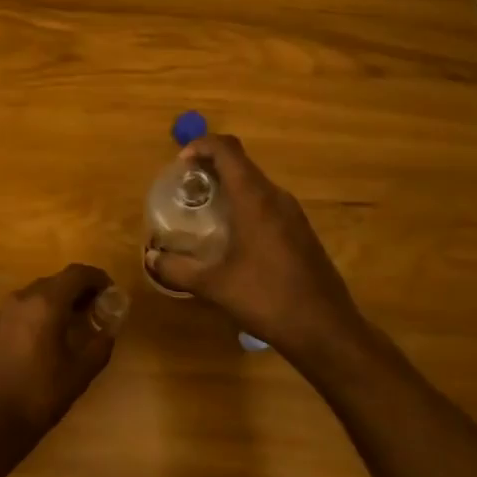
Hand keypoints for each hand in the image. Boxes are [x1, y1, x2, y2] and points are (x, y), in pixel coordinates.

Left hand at [0, 263, 116, 455]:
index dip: (98, 278)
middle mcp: (23, 297)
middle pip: (58, 280)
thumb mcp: (80, 371)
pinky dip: (44, 309)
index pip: (77, 274)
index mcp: (46, 303)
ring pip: (41, 292)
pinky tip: (53, 333)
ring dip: (62, 299)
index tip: (112, 292)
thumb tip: (112, 325)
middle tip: (99, 309)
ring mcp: (6, 310)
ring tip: (79, 321)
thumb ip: (101, 342)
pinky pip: (26, 306)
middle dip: (81, 289)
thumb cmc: (40, 395)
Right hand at [145, 134, 384, 368]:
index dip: (201, 146)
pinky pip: (268, 203)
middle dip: (210, 167)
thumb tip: (151, 258)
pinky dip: (245, 205)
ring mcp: (294, 214)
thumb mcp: (214, 286)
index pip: (227, 149)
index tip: (180, 165)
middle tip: (186, 190)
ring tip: (204, 211)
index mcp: (255, 199)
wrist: (326, 330)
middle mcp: (277, 197)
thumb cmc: (267, 299)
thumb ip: (177, 269)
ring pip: (255, 184)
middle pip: (241, 164)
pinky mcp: (302, 231)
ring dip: (228, 187)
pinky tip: (233, 237)